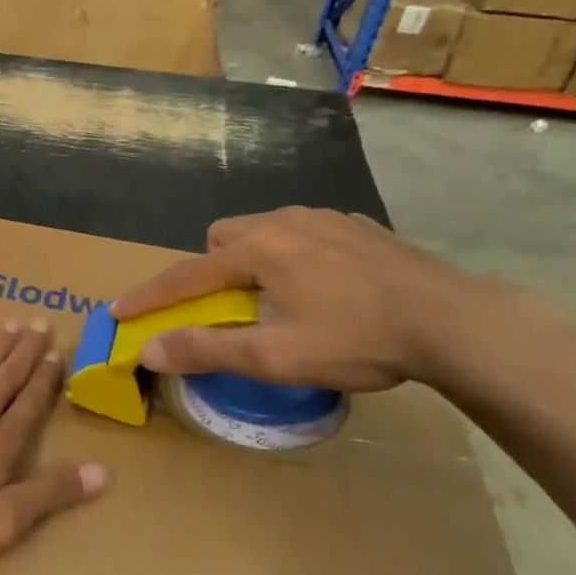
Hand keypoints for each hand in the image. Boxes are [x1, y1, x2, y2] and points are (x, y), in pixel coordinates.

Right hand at [111, 208, 504, 392]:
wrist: (457, 322)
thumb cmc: (358, 340)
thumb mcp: (275, 356)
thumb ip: (207, 350)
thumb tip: (149, 350)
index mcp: (257, 249)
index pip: (185, 275)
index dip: (148, 297)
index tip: (118, 312)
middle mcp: (284, 221)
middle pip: (222, 239)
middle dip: (210, 270)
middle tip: (228, 308)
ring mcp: (325, 218)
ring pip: (263, 230)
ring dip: (252, 259)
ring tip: (277, 297)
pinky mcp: (359, 226)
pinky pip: (303, 231)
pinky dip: (293, 255)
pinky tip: (324, 286)